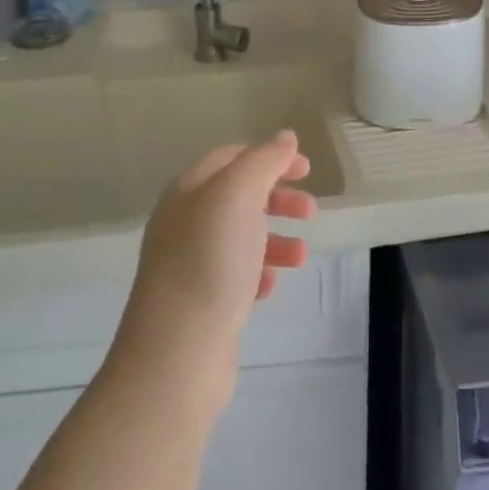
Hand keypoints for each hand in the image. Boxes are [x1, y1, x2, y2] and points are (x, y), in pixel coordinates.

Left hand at [117, 131, 316, 367]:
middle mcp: (184, 223)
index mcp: (187, 192)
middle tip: (311, 213)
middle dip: (277, 200)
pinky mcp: (200, 302)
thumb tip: (285, 138)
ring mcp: (189, 264)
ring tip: (301, 257)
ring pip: (240, 238)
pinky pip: (235, 275)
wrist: (177, 352)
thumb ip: (263, 162)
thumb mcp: (237, 196)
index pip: (230, 158)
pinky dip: (258, 273)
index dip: (270, 157)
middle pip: (238, 198)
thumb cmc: (209, 262)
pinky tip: (269, 287)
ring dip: (275, 240)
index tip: (307, 169)